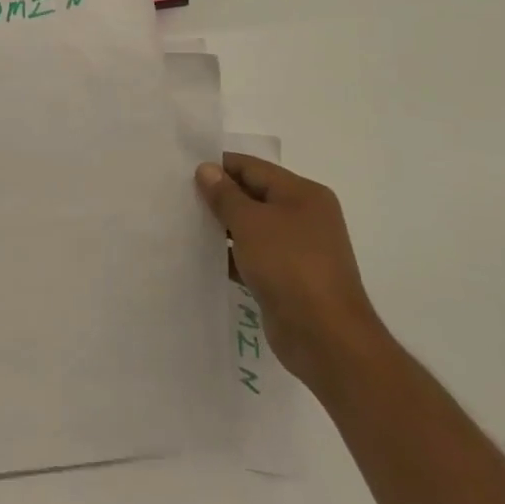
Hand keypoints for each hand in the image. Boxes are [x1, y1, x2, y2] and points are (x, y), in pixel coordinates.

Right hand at [195, 155, 385, 396]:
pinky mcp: (288, 278)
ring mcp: (297, 249)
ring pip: (252, 228)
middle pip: (253, 195)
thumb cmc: (289, 266)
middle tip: (179, 197)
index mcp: (303, 193)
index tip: (183, 172)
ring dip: (222, 227)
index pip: (253, 168)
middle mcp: (304, 216)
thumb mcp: (251, 223)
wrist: (325, 336)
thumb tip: (207, 169)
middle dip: (219, 197)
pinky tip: (203, 256)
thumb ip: (225, 195)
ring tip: (185, 224)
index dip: (219, 167)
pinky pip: (253, 256)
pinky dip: (231, 254)